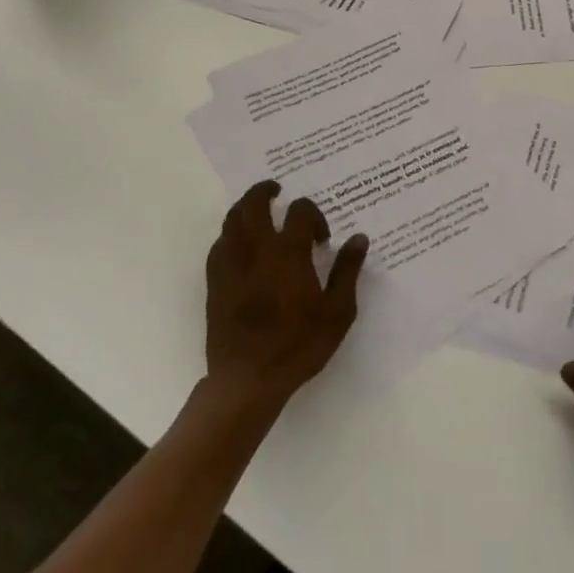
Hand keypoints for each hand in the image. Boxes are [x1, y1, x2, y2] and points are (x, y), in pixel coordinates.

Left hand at [204, 182, 366, 415]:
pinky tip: (241, 247)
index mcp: (288, 253)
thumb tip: (359, 238)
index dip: (313, 215)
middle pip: (254, 203)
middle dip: (265, 191)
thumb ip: (347, 271)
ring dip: (245, 209)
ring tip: (259, 213)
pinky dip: (230, 235)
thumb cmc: (298, 346)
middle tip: (277, 191)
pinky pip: (219, 245)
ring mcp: (231, 265)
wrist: (248, 381)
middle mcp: (257, 250)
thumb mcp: (337, 312)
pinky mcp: (215, 283)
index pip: (299, 211)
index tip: (320, 238)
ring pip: (231, 220)